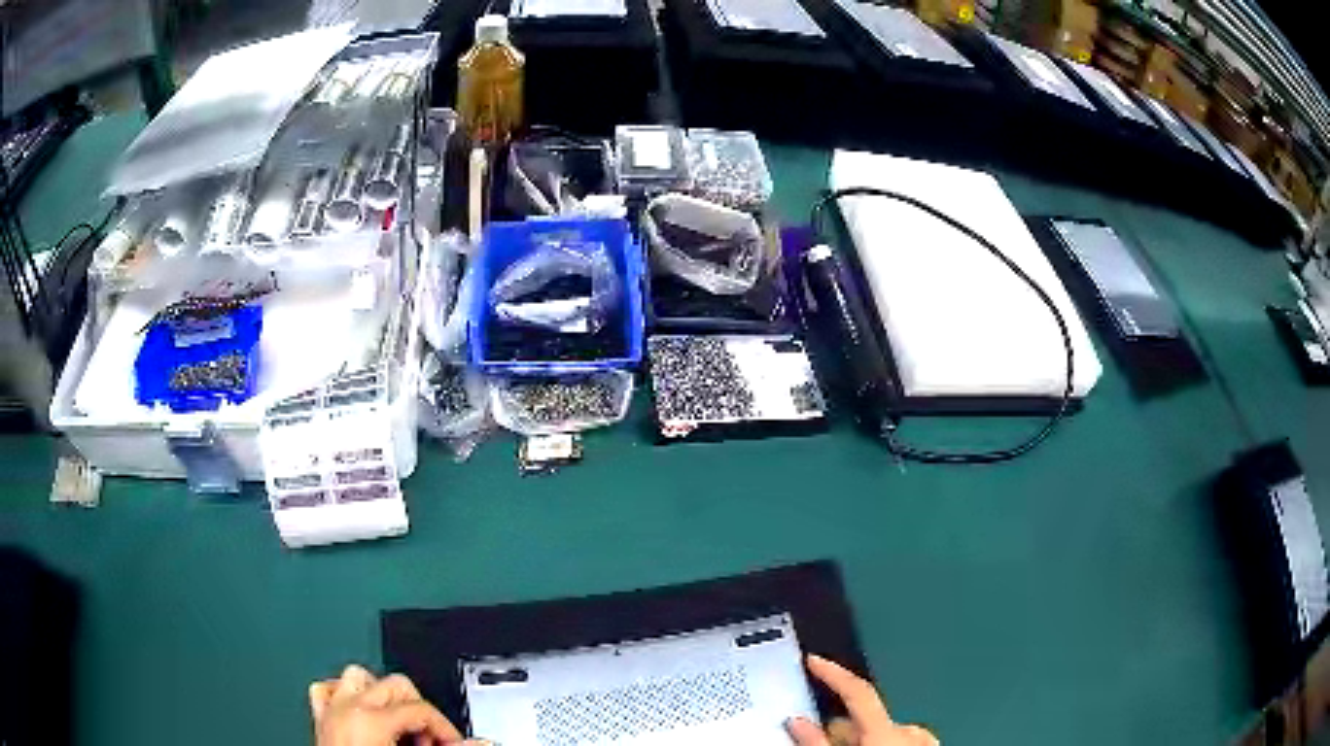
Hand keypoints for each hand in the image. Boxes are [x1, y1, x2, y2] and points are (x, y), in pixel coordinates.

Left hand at [310, 664, 482, 745]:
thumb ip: (445, 745)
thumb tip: (479, 742)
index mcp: (371, 717)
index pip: (421, 708)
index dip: (445, 726)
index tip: (454, 742)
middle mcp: (348, 706)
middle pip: (396, 685)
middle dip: (418, 711)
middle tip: (429, 740)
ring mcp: (330, 710)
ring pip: (358, 677)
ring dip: (381, 696)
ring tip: (399, 724)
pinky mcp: (319, 718)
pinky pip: (326, 691)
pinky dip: (343, 696)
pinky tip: (359, 713)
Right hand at [786, 655, 937, 745]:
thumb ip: (817, 744)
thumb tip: (798, 722)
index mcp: (886, 730)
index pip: (858, 691)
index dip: (834, 673)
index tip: (814, 661)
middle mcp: (909, 731)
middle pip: (867, 718)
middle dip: (843, 728)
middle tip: (819, 739)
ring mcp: (922, 741)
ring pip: (883, 732)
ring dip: (863, 740)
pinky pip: (899, 741)